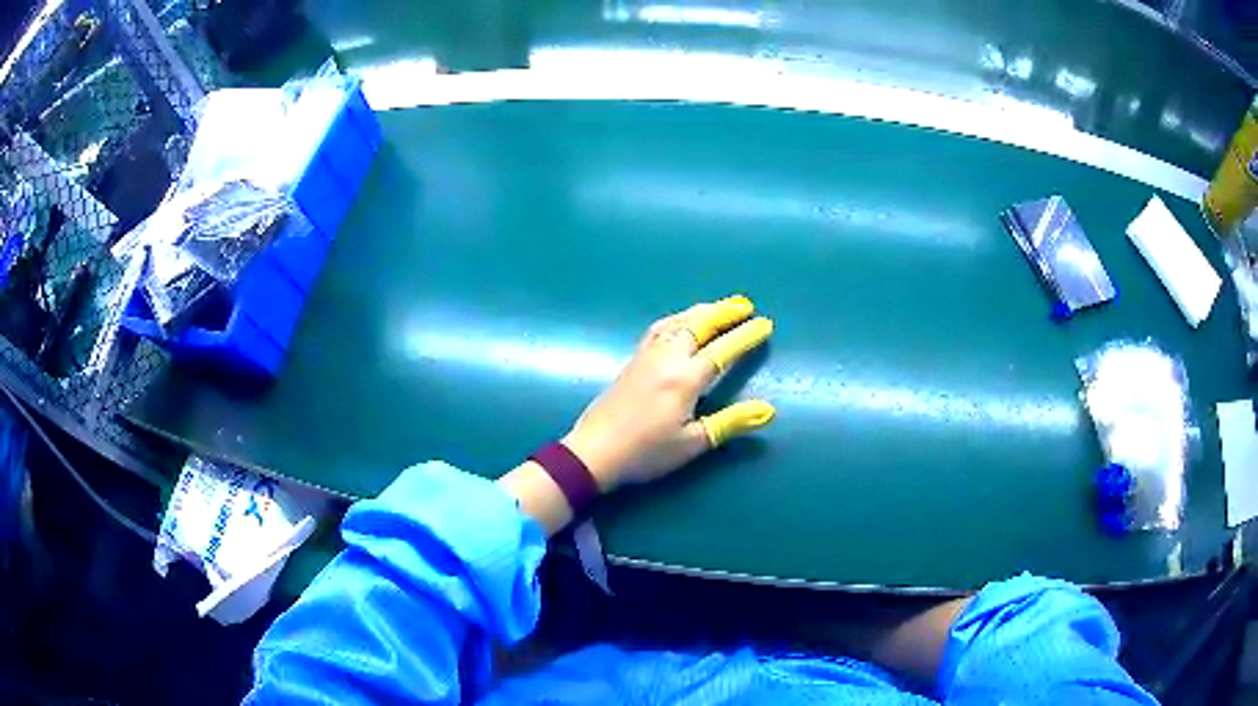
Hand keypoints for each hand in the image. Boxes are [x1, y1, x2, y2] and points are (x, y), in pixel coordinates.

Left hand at [563, 295, 775, 490]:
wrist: (594, 451)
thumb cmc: (646, 452)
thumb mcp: (693, 443)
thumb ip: (731, 422)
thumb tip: (769, 410)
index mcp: (686, 379)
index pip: (723, 350)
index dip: (746, 336)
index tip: (764, 324)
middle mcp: (667, 359)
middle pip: (699, 325)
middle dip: (724, 312)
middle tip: (745, 304)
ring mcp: (647, 356)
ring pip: (677, 322)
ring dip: (700, 311)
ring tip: (718, 307)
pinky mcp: (632, 360)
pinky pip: (659, 329)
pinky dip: (677, 319)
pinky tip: (679, 323)